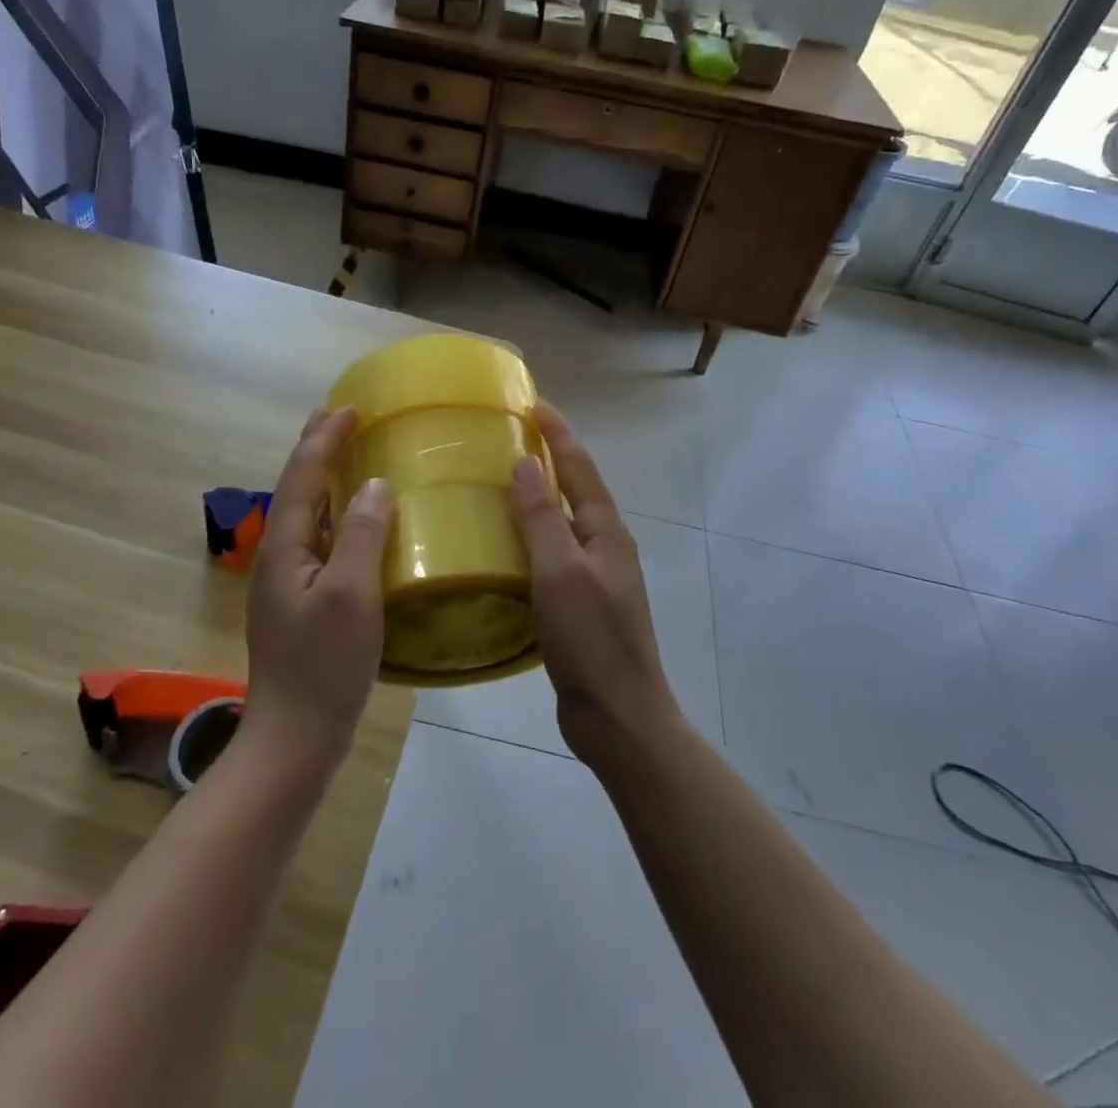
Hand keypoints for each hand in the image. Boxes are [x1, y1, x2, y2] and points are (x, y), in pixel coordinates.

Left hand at [243, 407, 393, 769]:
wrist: (294, 739)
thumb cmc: (323, 666)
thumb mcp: (351, 596)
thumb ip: (363, 535)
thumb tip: (376, 485)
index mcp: (285, 546)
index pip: (303, 475)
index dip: (324, 439)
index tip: (350, 409)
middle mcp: (279, 556)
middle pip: (296, 488)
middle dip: (314, 449)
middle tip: (337, 417)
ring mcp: (286, 582)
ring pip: (306, 514)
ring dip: (323, 479)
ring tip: (345, 455)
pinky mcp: (300, 603)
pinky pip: (318, 540)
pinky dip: (334, 515)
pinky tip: (353, 522)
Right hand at [509, 403, 681, 763]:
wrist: (618, 716)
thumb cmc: (591, 639)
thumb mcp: (560, 572)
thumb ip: (541, 518)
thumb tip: (525, 463)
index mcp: (605, 531)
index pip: (579, 466)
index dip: (557, 432)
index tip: (531, 401)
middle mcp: (603, 545)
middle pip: (574, 488)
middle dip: (548, 457)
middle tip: (508, 436)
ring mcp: (593, 576)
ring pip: (562, 522)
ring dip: (537, 496)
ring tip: (498, 481)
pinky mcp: (578, 604)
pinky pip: (551, 554)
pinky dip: (529, 537)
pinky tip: (502, 545)